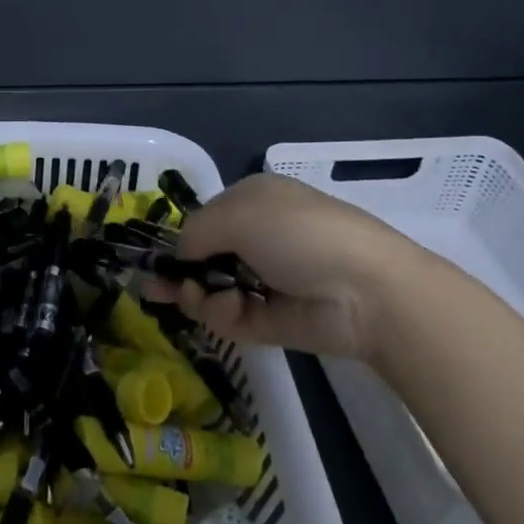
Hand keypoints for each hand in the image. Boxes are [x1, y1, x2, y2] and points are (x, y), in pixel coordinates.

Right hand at [148, 172, 440, 362]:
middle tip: (157, 288)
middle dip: (180, 272)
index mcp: (253, 202)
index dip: (181, 239)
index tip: (158, 259)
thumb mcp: (237, 214)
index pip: (205, 220)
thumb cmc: (298, 233)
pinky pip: (230, 317)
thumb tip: (181, 255)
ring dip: (197, 294)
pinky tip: (226, 309)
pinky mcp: (271, 320)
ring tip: (198, 298)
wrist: (365, 291)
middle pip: (203, 257)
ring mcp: (264, 281)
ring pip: (211, 290)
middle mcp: (257, 239)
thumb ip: (195, 232)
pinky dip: (220, 314)